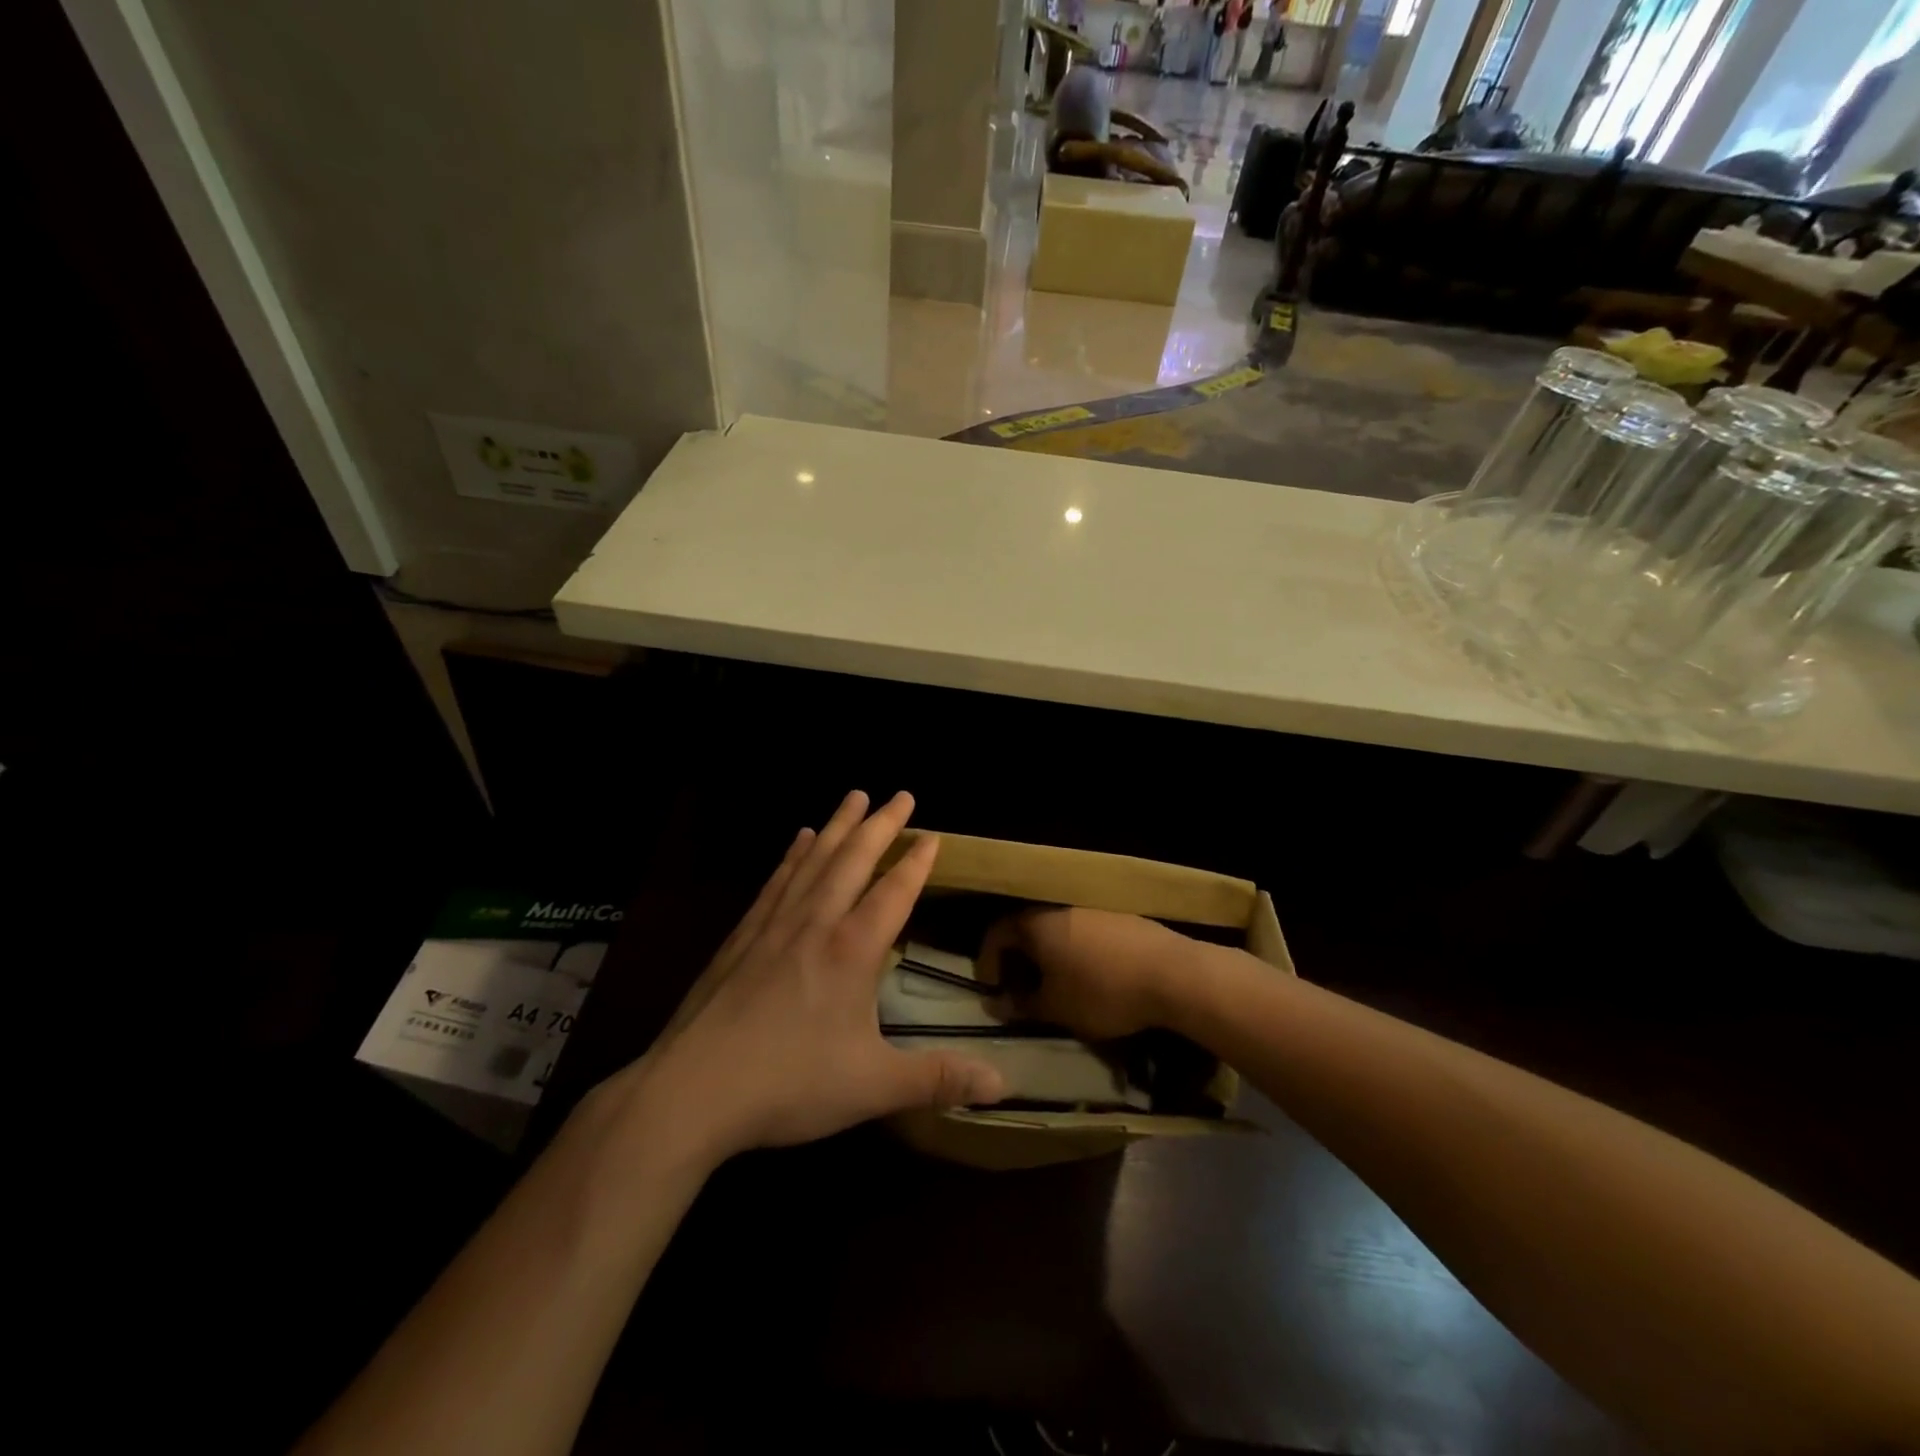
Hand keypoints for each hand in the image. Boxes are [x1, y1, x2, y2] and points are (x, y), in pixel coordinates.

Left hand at [640, 791, 1005, 1162]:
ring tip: (854, 797)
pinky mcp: (743, 936)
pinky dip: (793, 855)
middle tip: (901, 795)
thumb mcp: (872, 1087)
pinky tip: (798, 839)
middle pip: (854, 859)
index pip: (894, 892)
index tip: (932, 834)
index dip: (916, 862)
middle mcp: (817, 923)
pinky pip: (777, 881)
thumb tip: (1004, 1085)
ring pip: (814, 860)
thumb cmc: (789, 1084)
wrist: (693, 1090)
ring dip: (838, 825)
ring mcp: (775, 925)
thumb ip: (938, 1079)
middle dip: (881, 825)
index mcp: (853, 951)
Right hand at [978, 907, 1190, 1041]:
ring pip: (1060, 931)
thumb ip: (1022, 1005)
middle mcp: (1062, 909)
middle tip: (1022, 991)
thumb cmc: (1102, 991)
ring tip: (1058, 988)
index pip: (997, 932)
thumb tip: (997, 1004)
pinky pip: (1087, 934)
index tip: (991, 989)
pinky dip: (1079, 954)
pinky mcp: (1123, 919)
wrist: (1173, 975)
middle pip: (1029, 929)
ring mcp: (1095, 910)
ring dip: (1051, 957)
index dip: (987, 961)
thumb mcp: (1056, 1008)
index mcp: (1037, 924)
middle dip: (1020, 960)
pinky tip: (1093, 979)